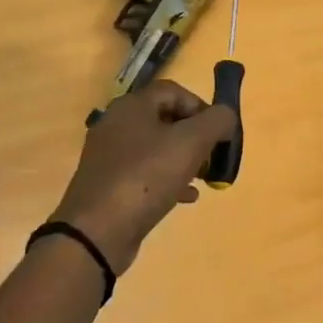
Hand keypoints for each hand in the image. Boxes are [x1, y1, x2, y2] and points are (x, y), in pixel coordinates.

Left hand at [49, 81, 237, 271]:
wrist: (97, 231)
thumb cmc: (146, 177)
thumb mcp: (192, 142)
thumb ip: (216, 121)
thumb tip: (225, 117)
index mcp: (132, 106)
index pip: (174, 91)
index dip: (201, 106)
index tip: (219, 131)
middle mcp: (116, 124)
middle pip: (165, 119)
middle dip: (195, 136)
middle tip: (213, 157)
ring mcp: (110, 156)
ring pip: (156, 148)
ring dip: (184, 159)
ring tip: (203, 178)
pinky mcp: (109, 184)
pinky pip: (145, 173)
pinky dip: (169, 180)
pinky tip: (186, 197)